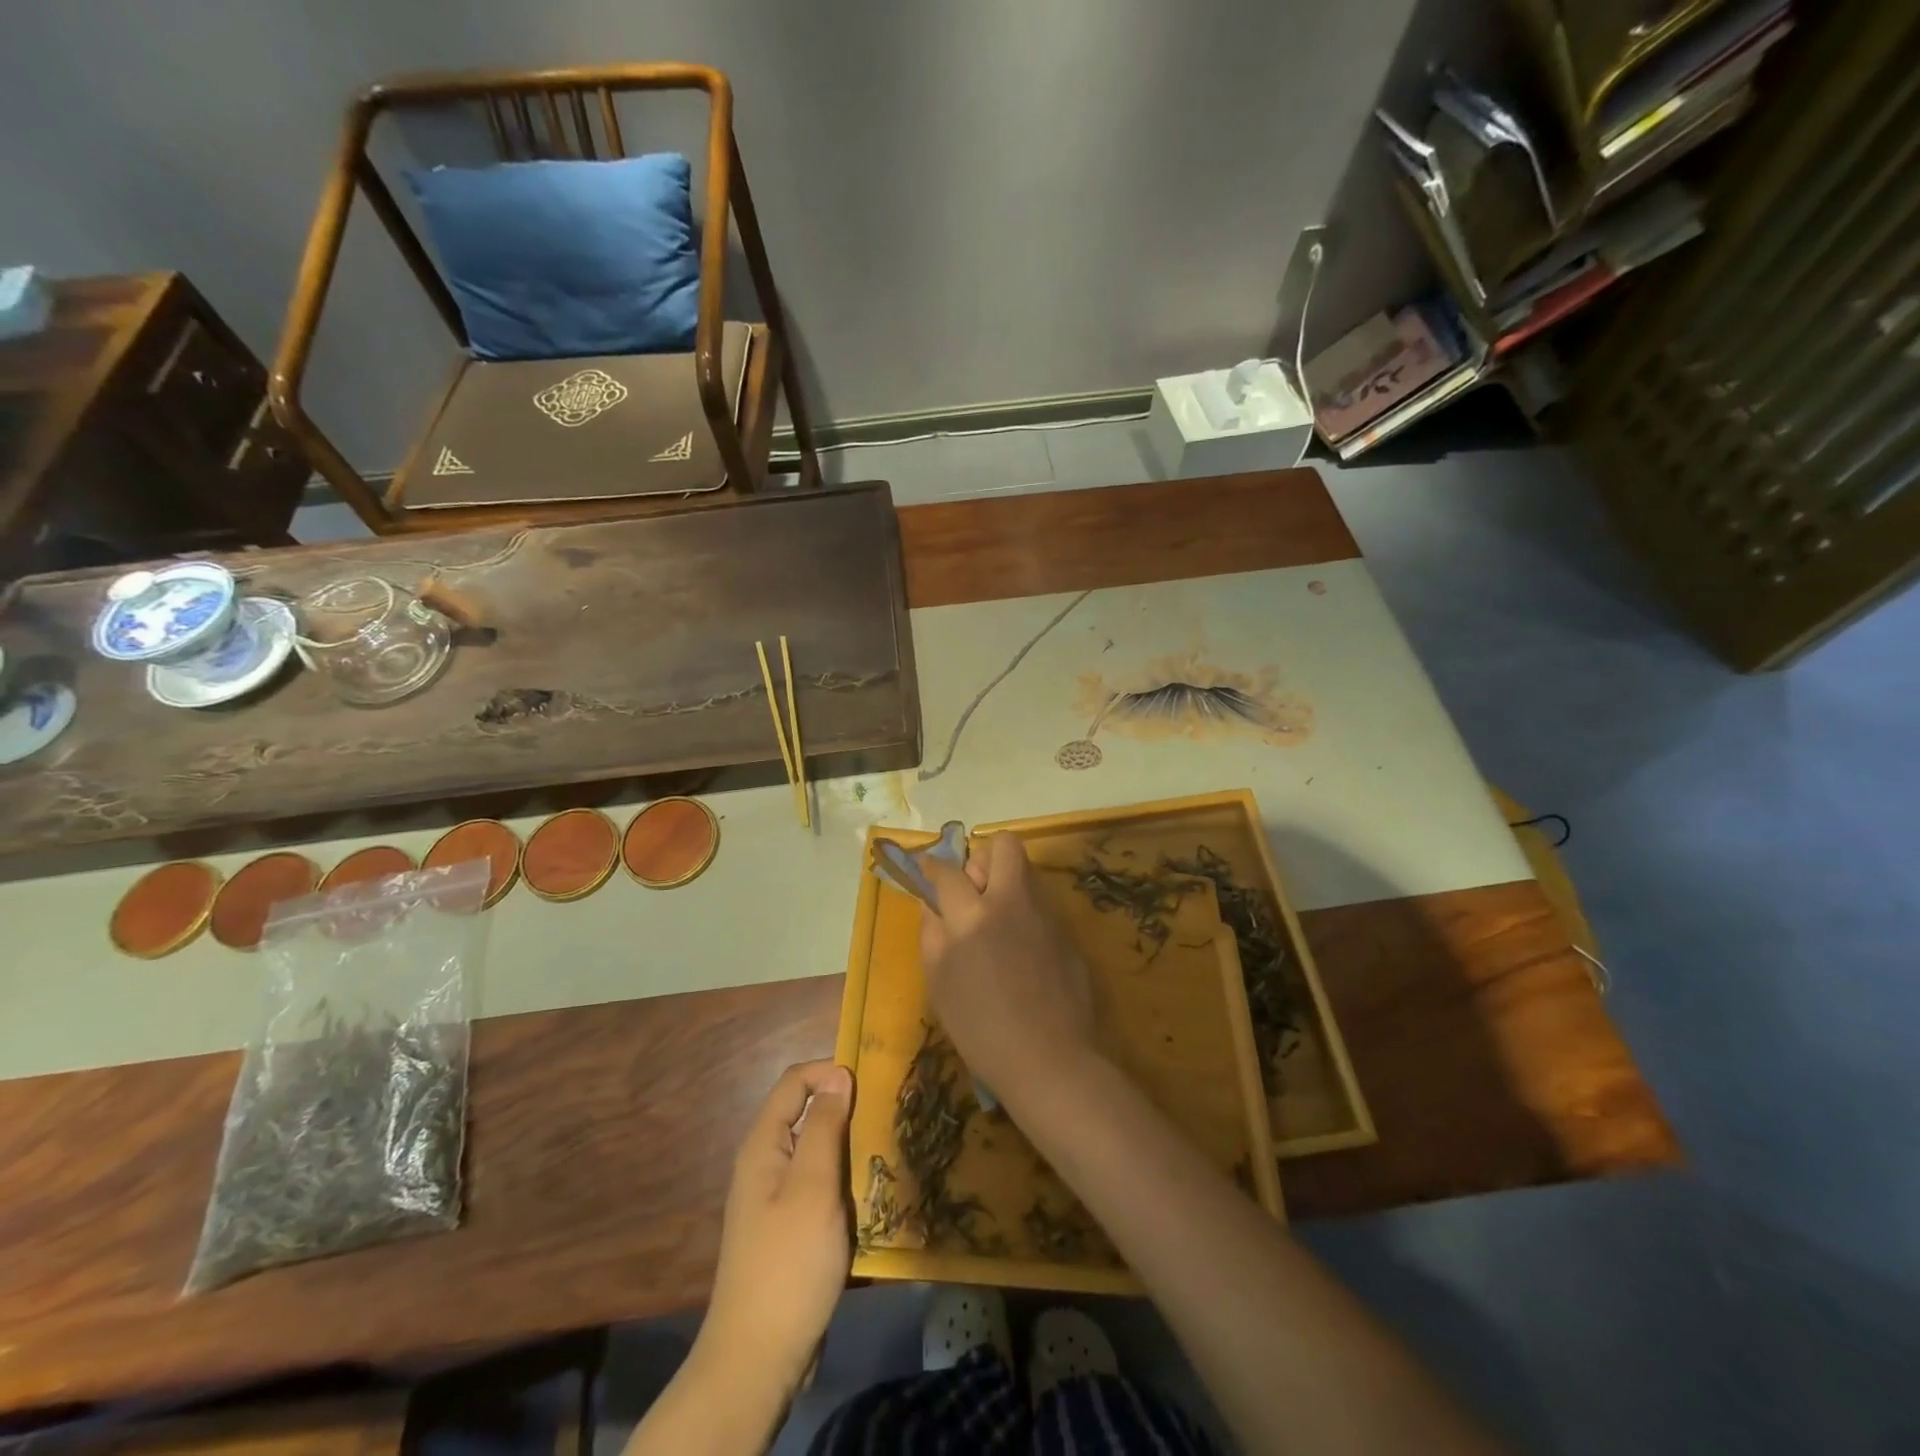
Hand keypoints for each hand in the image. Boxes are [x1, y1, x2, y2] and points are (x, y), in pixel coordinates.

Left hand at [697, 1060, 853, 1401]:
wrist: (758, 1359)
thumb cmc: (788, 1263)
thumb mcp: (813, 1187)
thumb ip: (825, 1127)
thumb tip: (838, 1074)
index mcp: (763, 1146)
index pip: (794, 1082)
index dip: (829, 1071)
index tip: (870, 1083)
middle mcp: (765, 1164)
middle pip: (806, 1115)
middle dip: (845, 1110)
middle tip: (886, 1117)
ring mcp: (775, 1199)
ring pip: (817, 1152)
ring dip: (848, 1149)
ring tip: (885, 1152)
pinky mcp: (789, 1229)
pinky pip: (819, 1187)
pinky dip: (844, 1182)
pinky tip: (871, 1196)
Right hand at [918, 832, 1095, 1104]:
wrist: (1050, 1060)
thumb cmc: (981, 1028)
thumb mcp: (939, 982)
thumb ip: (932, 933)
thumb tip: (931, 904)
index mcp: (973, 914)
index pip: (948, 871)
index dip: (933, 866)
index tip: (928, 870)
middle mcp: (1012, 902)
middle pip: (1003, 846)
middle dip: (983, 858)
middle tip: (973, 892)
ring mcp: (1046, 915)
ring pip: (1026, 873)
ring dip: (1007, 885)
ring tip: (996, 926)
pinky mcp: (1068, 933)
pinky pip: (1041, 906)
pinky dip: (1026, 915)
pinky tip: (1021, 954)